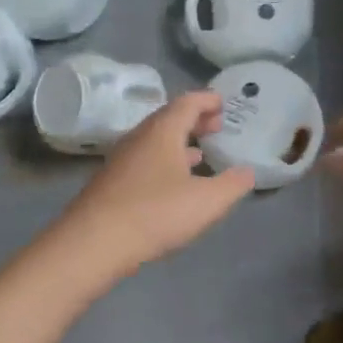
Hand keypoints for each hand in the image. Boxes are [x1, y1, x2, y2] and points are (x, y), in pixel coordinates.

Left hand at [56, 92, 254, 280]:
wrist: (95, 242)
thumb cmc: (156, 213)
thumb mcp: (207, 201)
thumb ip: (233, 184)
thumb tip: (247, 172)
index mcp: (162, 132)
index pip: (187, 103)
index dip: (207, 100)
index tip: (223, 103)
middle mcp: (138, 139)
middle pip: (168, 120)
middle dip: (194, 121)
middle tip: (215, 127)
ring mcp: (121, 161)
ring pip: (154, 143)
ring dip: (177, 144)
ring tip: (198, 153)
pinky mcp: (111, 184)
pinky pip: (143, 162)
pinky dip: (163, 163)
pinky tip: (171, 184)